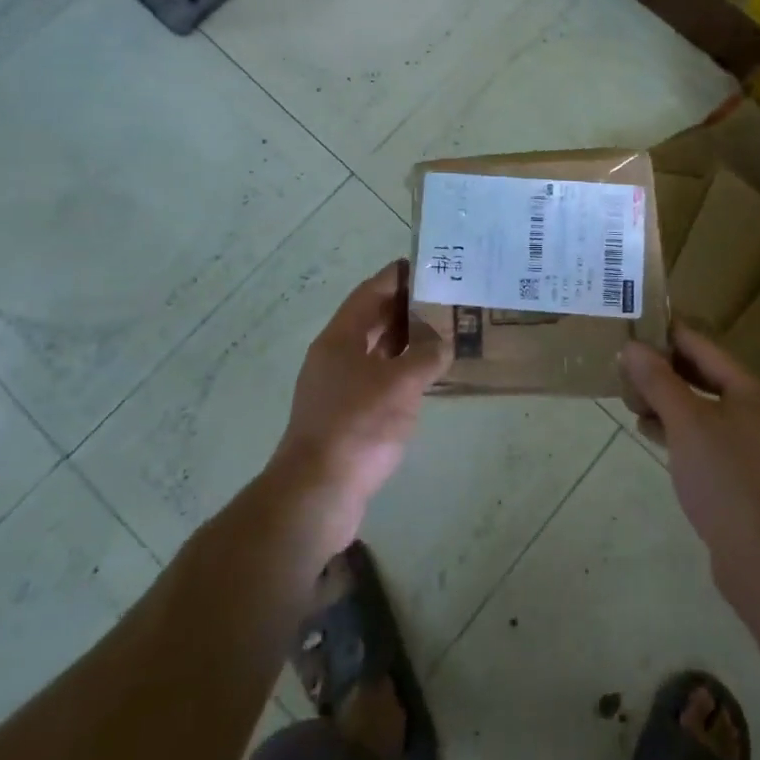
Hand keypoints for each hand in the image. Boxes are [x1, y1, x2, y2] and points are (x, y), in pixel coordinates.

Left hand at [273, 261, 450, 547]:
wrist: (317, 494)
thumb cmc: (358, 426)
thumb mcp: (401, 384)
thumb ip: (426, 356)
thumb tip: (441, 342)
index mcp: (339, 338)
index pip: (369, 293)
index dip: (395, 277)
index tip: (424, 265)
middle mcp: (333, 357)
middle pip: (370, 320)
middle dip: (404, 308)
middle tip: (442, 298)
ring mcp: (335, 388)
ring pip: (373, 352)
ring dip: (403, 341)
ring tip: (440, 332)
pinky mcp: (343, 418)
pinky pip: (375, 380)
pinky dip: (399, 371)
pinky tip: (424, 378)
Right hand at [621, 322, 759, 570]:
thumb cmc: (724, 476)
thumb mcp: (685, 421)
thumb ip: (658, 381)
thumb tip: (632, 348)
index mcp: (756, 393)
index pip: (707, 350)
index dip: (672, 337)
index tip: (641, 326)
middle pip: (710, 381)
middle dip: (669, 375)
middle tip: (632, 368)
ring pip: (710, 414)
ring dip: (673, 406)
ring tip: (636, 404)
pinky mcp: (754, 482)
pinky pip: (714, 443)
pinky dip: (685, 434)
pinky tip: (656, 438)